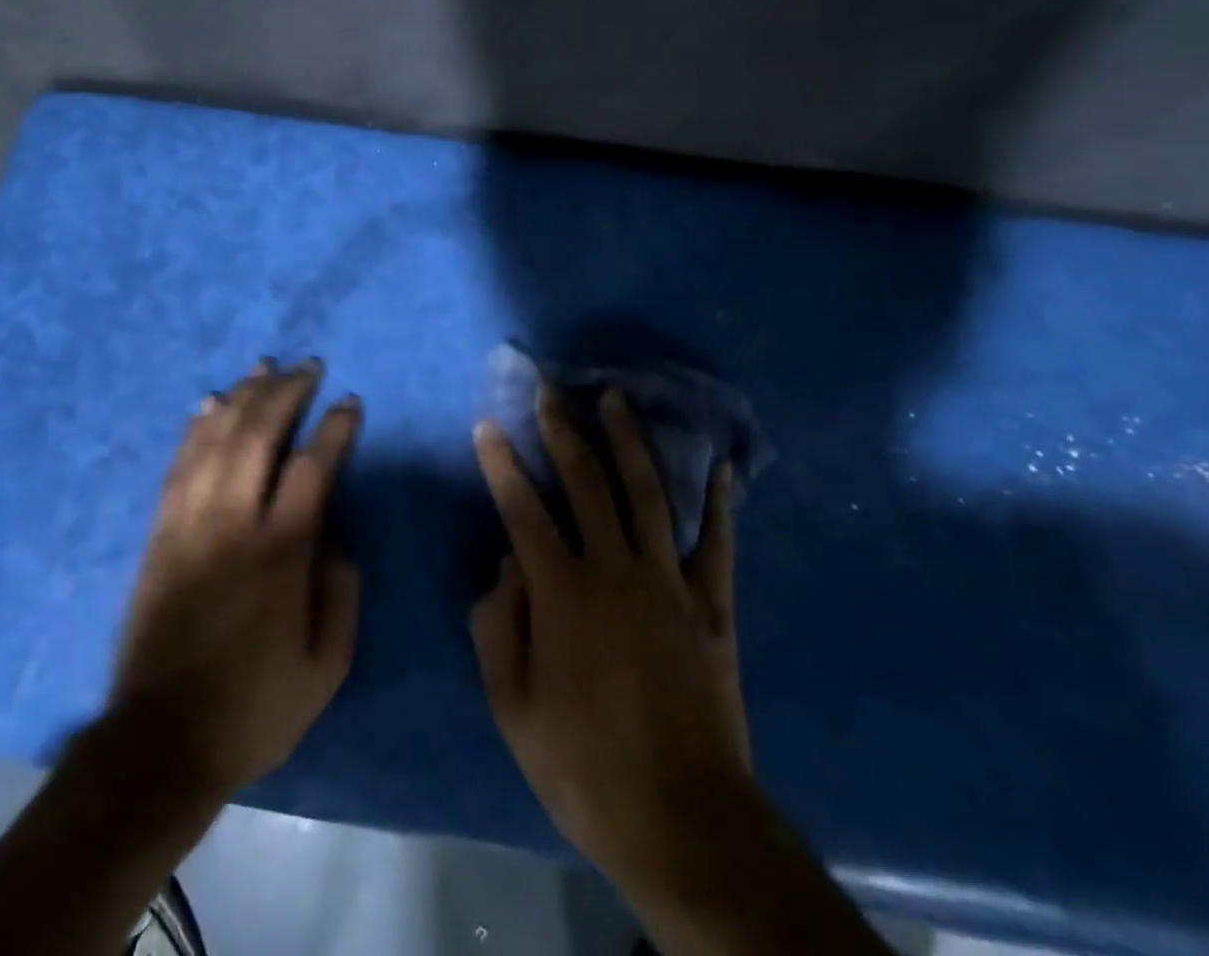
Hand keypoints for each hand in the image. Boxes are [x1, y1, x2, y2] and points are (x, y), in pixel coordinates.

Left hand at [109, 359, 360, 796]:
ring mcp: (189, 525)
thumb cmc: (254, 707)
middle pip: (258, 437)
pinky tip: (208, 403)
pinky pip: (178, 467)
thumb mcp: (326, 668)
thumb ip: (341, 595)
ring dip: (241, 397)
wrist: (159, 743)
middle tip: (307, 366)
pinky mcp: (159, 535)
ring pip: (215, 441)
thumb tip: (337, 539)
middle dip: (285, 393)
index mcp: (280, 554)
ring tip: (262, 366)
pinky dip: (195, 429)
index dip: (334, 428)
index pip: (312, 468)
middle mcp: (232, 525)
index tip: (349, 402)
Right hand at [470, 385, 751, 894]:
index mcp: (562, 592)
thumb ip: (498, 624)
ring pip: (646, 493)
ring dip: (628, 441)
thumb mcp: (512, 706)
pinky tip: (720, 465)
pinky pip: (717, 542)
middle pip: (586, 483)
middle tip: (551, 390)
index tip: (488, 424)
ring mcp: (669, 582)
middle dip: (563, 431)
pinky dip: (719, 502)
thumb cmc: (583, 764)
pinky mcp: (712, 605)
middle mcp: (614, 569)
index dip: (502, 463)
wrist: (682, 818)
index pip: (523, 509)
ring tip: (615, 398)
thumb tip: (506, 562)